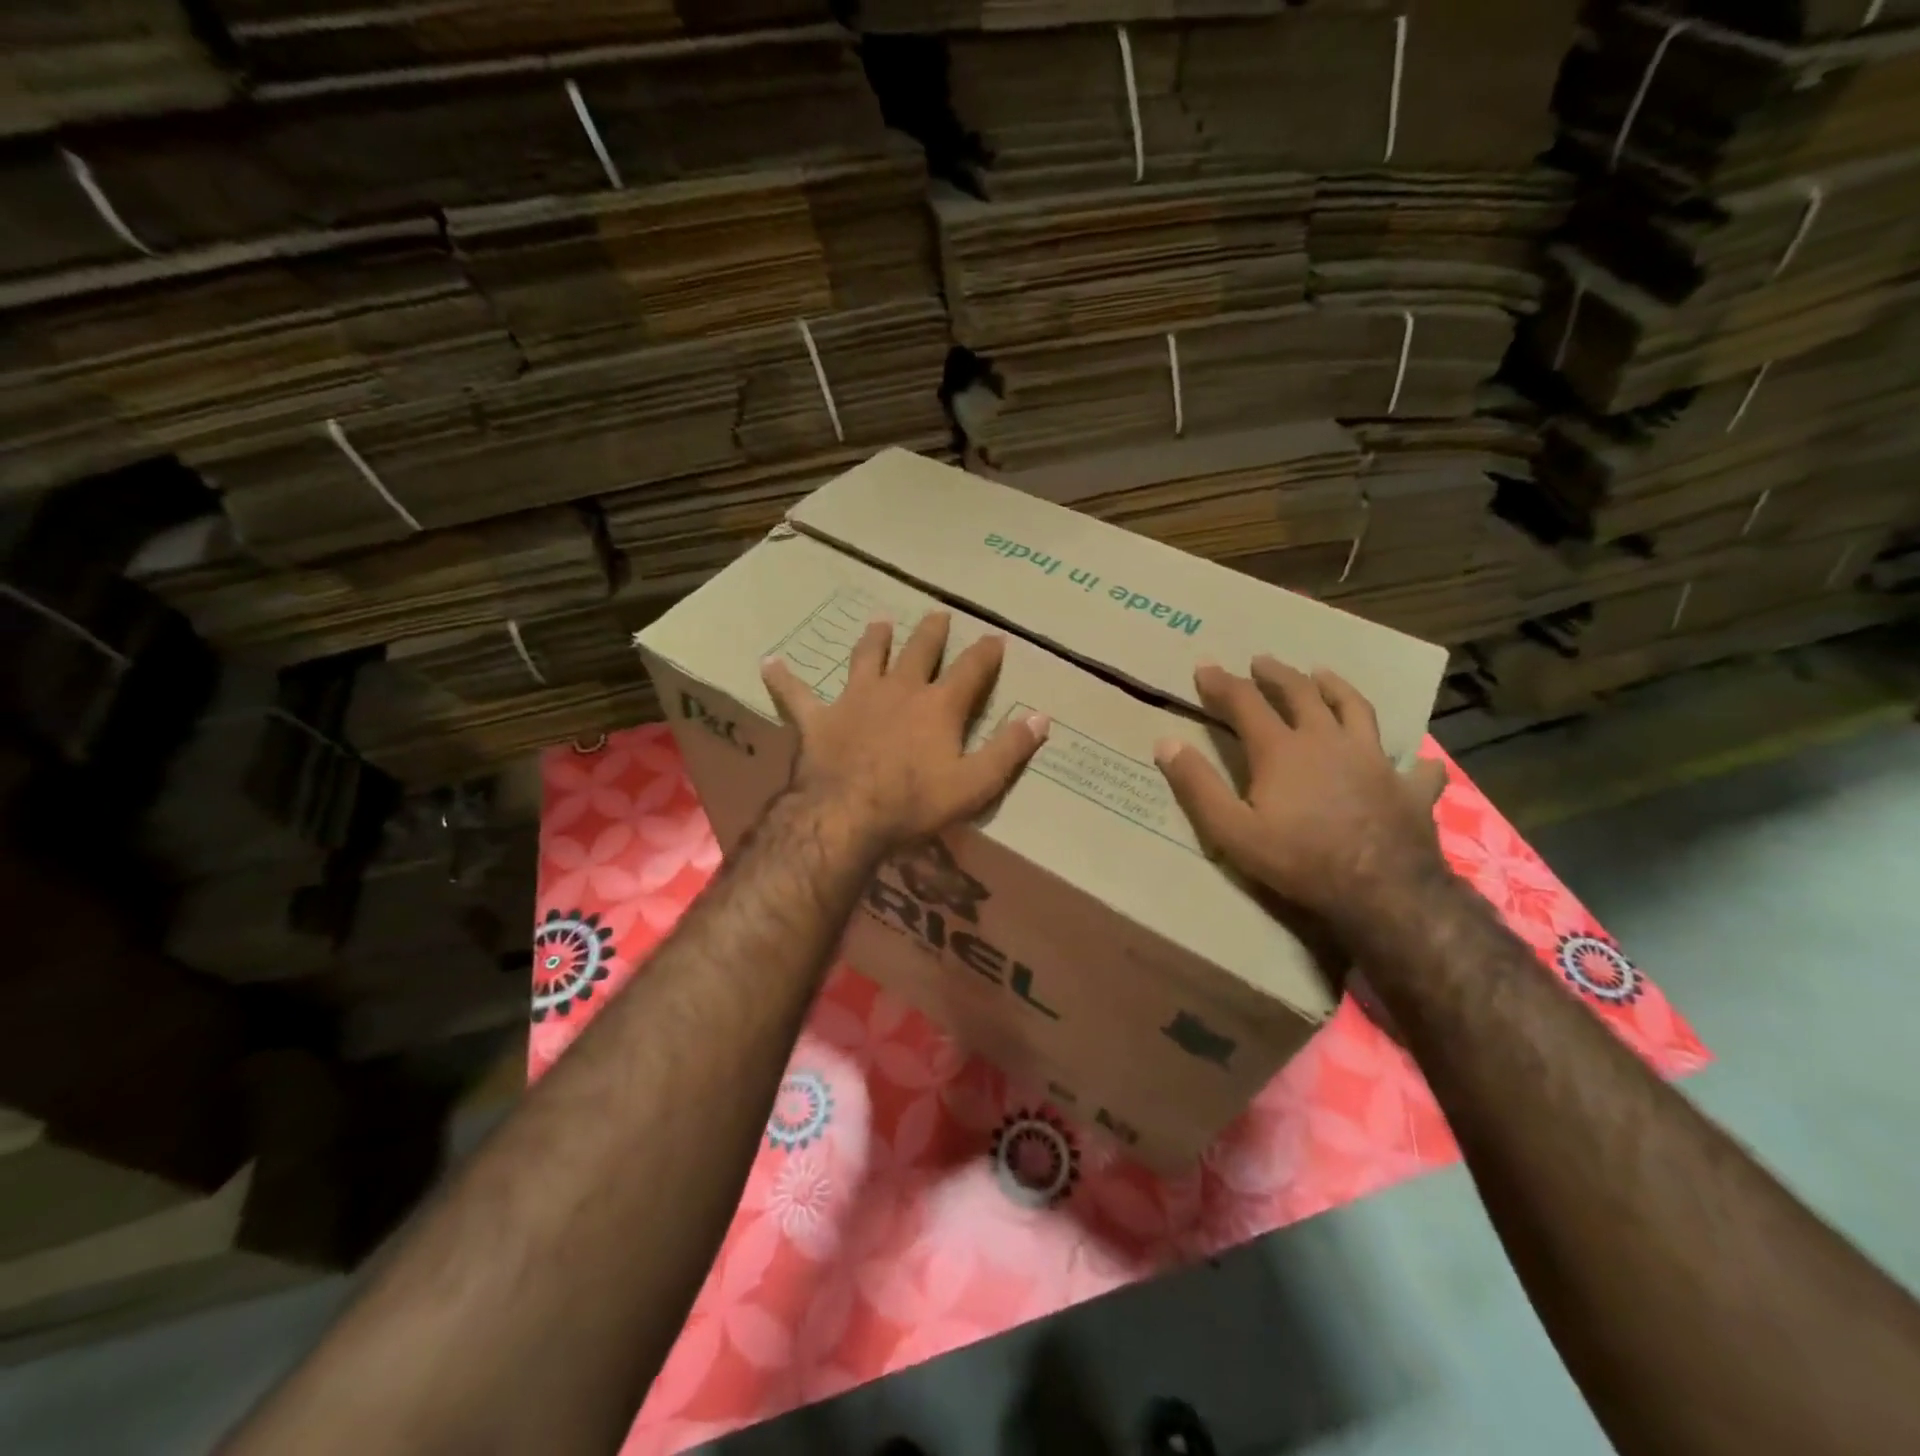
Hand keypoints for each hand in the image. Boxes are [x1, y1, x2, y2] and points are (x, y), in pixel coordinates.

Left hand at [761, 612, 1050, 852]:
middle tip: (938, 614)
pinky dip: (783, 678)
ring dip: (875, 639)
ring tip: (879, 622)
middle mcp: (898, 690)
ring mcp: (855, 700)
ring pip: (866, 658)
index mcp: (938, 705)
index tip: (996, 637)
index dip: (986, 652)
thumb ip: (1009, 750)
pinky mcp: (818, 719)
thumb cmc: (915, 803)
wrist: (847, 816)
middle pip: (919, 651)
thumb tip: (1041, 717)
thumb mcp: (975, 784)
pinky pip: (796, 694)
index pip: (971, 669)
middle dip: (932, 632)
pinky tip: (769, 662)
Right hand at [1154, 657, 1449, 935]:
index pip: (1245, 703)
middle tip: (1261, 660)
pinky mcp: (1409, 788)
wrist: (1382, 892)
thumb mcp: (1231, 830)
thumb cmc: (1299, 860)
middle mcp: (1328, 741)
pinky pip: (1415, 766)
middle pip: (1301, 694)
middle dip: (1277, 675)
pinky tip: (1414, 760)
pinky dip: (1412, 760)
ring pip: (1356, 709)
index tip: (1204, 666)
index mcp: (1282, 750)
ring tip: (1323, 674)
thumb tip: (1166, 742)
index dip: (1222, 683)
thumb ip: (1197, 785)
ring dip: (1336, 688)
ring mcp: (1374, 761)